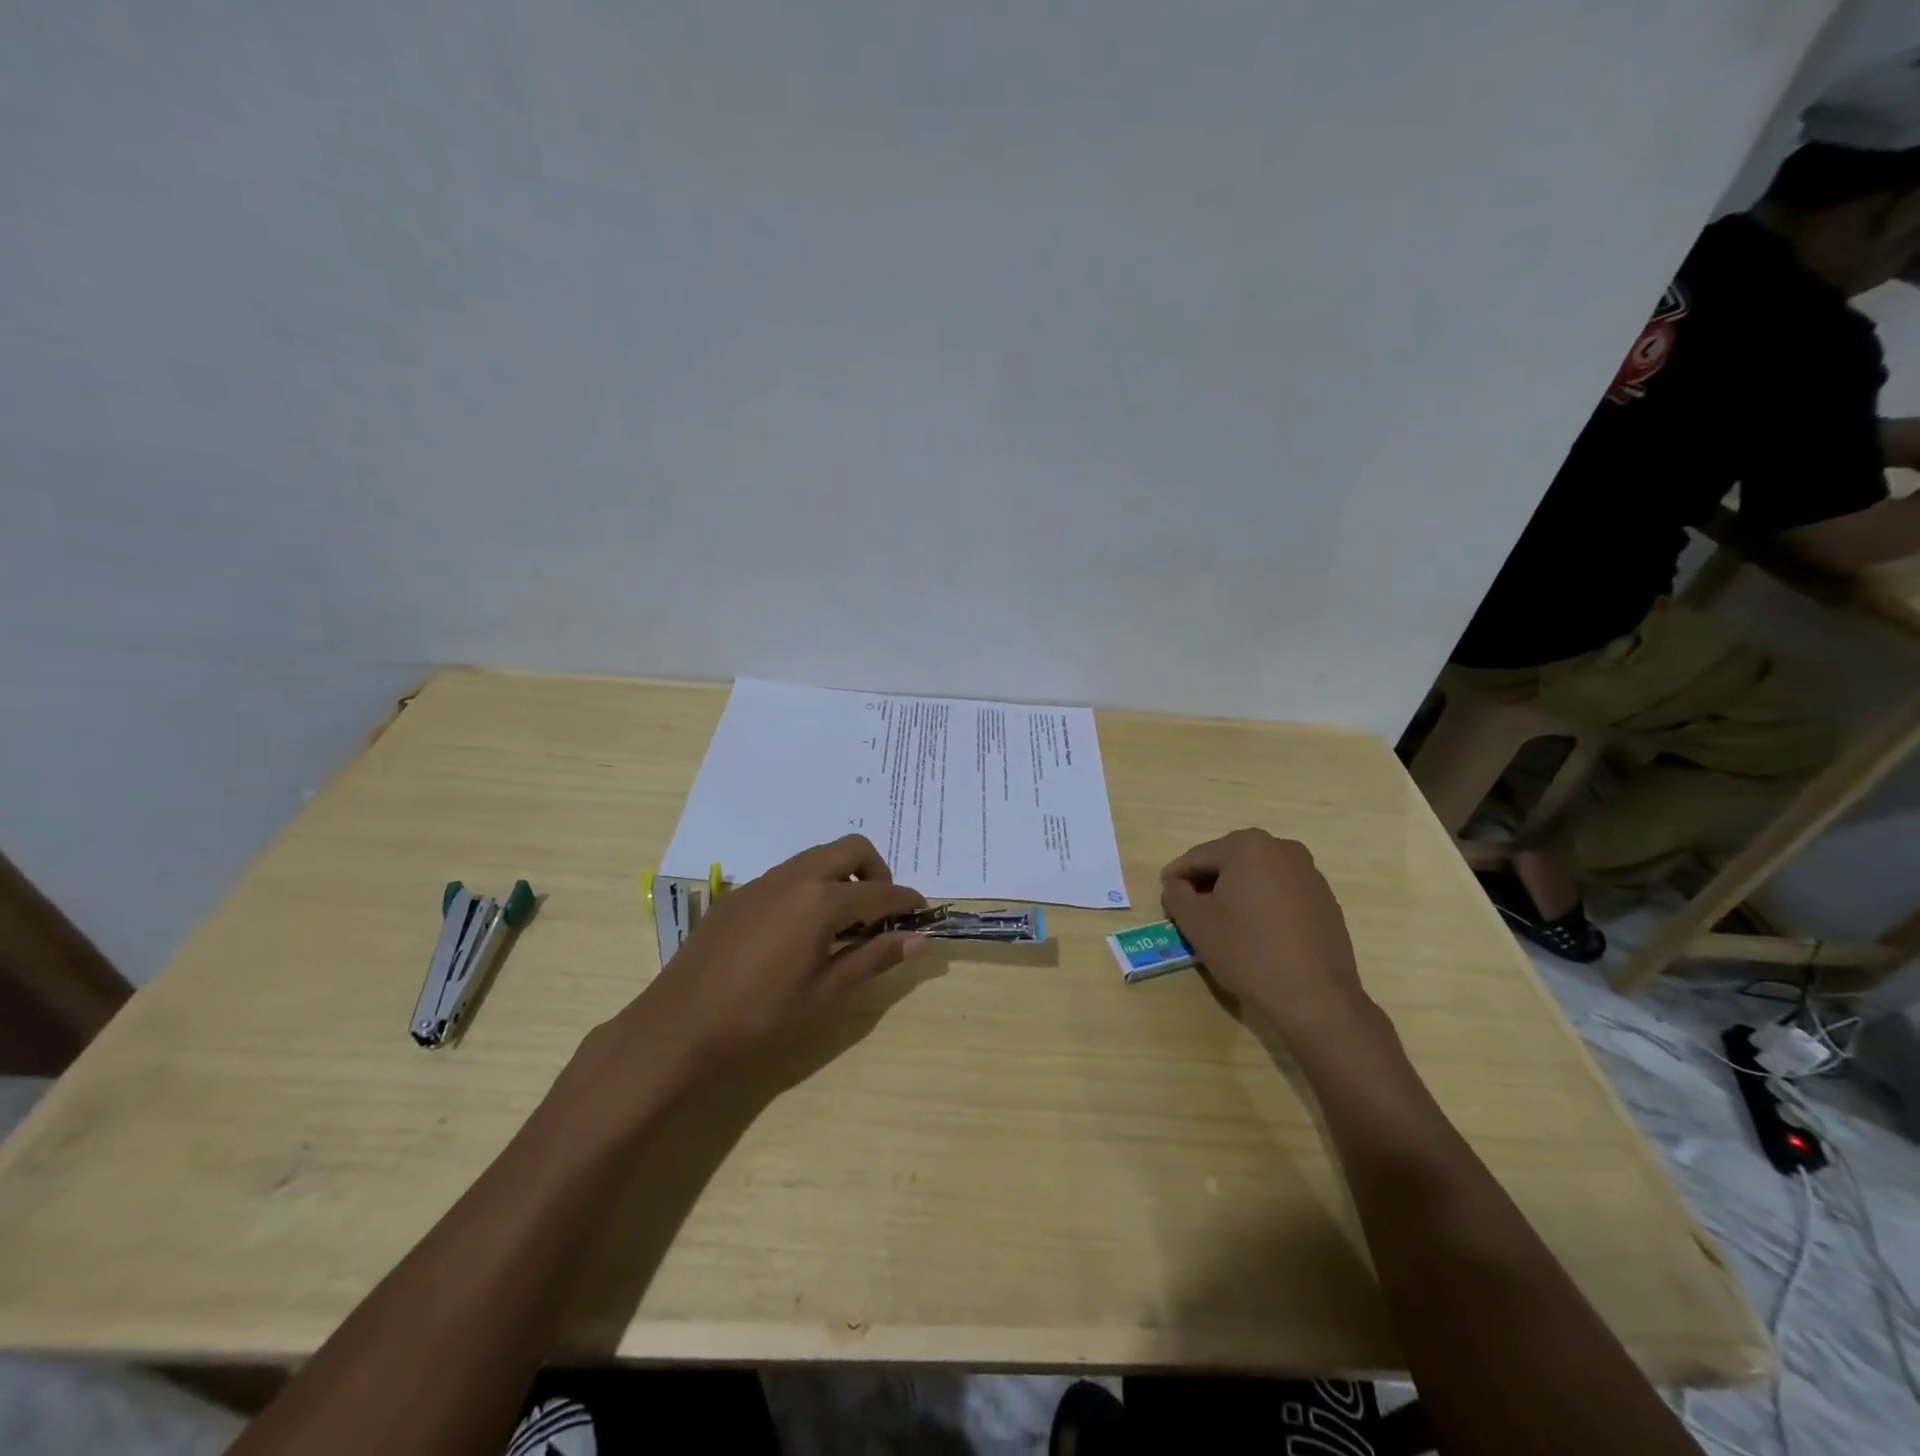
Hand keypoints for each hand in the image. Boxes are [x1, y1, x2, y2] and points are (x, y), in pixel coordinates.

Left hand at [606, 836, 928, 1085]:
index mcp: (820, 901)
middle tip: (879, 912)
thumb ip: (874, 958)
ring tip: (841, 923)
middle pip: (851, 848)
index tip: (922, 913)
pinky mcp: (738, 894)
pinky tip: (797, 931)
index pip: (880, 891)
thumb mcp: (826, 994)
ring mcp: (761, 882)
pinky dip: (809, 887)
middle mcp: (794, 877)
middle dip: (876, 872)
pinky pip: (786, 875)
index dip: (907, 901)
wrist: (678, 1027)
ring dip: (841, 876)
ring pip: (816, 857)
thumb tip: (920, 940)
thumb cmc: (761, 1018)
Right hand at [1159, 828, 1367, 1033]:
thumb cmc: (1247, 952)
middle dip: (1206, 885)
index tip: (1166, 903)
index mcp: (1247, 846)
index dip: (1176, 880)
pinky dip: (1261, 905)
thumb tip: (1176, 884)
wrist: (1316, 997)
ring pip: (1255, 877)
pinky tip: (1256, 934)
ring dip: (1234, 894)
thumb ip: (1175, 893)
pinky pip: (1280, 892)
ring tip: (1223, 926)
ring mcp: (1308, 872)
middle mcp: (1281, 848)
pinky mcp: (1324, 898)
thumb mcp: (1195, 923)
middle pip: (1228, 862)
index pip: (1196, 858)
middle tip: (1191, 915)